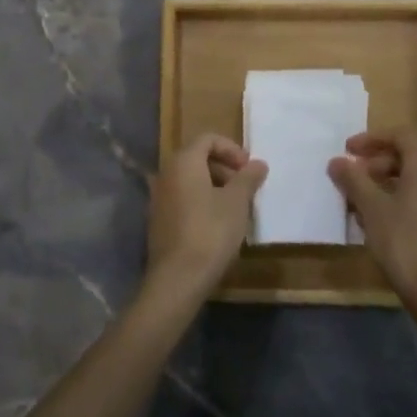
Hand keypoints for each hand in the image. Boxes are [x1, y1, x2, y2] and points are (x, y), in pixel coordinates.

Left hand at [146, 134, 268, 301]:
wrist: (178, 278)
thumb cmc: (211, 231)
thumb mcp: (237, 202)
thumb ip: (248, 178)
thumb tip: (258, 163)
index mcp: (183, 162)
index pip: (207, 139)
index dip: (231, 149)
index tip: (248, 168)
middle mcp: (166, 174)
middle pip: (197, 158)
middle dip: (224, 168)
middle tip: (245, 187)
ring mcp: (159, 198)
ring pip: (190, 180)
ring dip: (214, 186)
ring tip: (235, 207)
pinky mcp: (158, 220)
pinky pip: (182, 199)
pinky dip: (201, 201)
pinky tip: (218, 224)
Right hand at [328, 129, 416, 309]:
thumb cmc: (403, 241)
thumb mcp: (371, 208)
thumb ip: (353, 180)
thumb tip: (337, 161)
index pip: (401, 135)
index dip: (372, 138)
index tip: (348, 150)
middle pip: (405, 156)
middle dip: (374, 163)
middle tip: (350, 178)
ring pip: (409, 180)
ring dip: (381, 184)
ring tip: (357, 203)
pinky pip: (416, 199)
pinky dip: (394, 201)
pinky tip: (374, 223)